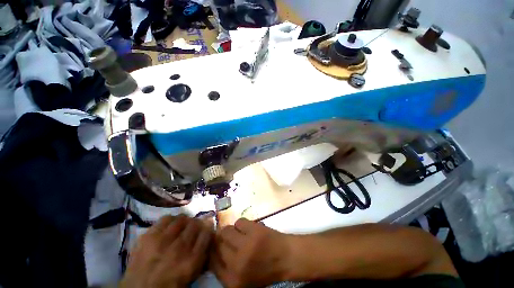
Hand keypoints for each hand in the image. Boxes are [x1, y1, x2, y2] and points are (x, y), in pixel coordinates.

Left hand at [120, 215, 212, 287]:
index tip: (207, 227)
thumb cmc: (170, 283)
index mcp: (192, 260)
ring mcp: (163, 241)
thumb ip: (202, 252)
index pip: (207, 232)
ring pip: (181, 219)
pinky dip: (171, 220)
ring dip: (184, 221)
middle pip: (195, 223)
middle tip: (193, 228)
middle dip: (197, 223)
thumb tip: (208, 232)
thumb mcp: (192, 273)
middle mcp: (180, 247)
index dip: (208, 227)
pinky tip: (170, 226)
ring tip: (181, 226)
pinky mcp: (148, 236)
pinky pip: (165, 219)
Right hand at [210, 218, 292, 287]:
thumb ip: (225, 269)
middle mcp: (236, 264)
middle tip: (228, 237)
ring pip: (226, 230)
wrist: (287, 258)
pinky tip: (248, 229)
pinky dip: (242, 224)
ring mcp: (245, 245)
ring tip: (239, 233)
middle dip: (220, 239)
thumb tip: (213, 250)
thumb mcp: (242, 280)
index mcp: (232, 281)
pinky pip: (239, 221)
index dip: (212, 250)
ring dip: (231, 231)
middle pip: (217, 244)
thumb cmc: (265, 271)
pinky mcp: (254, 230)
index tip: (215, 244)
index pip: (210, 261)